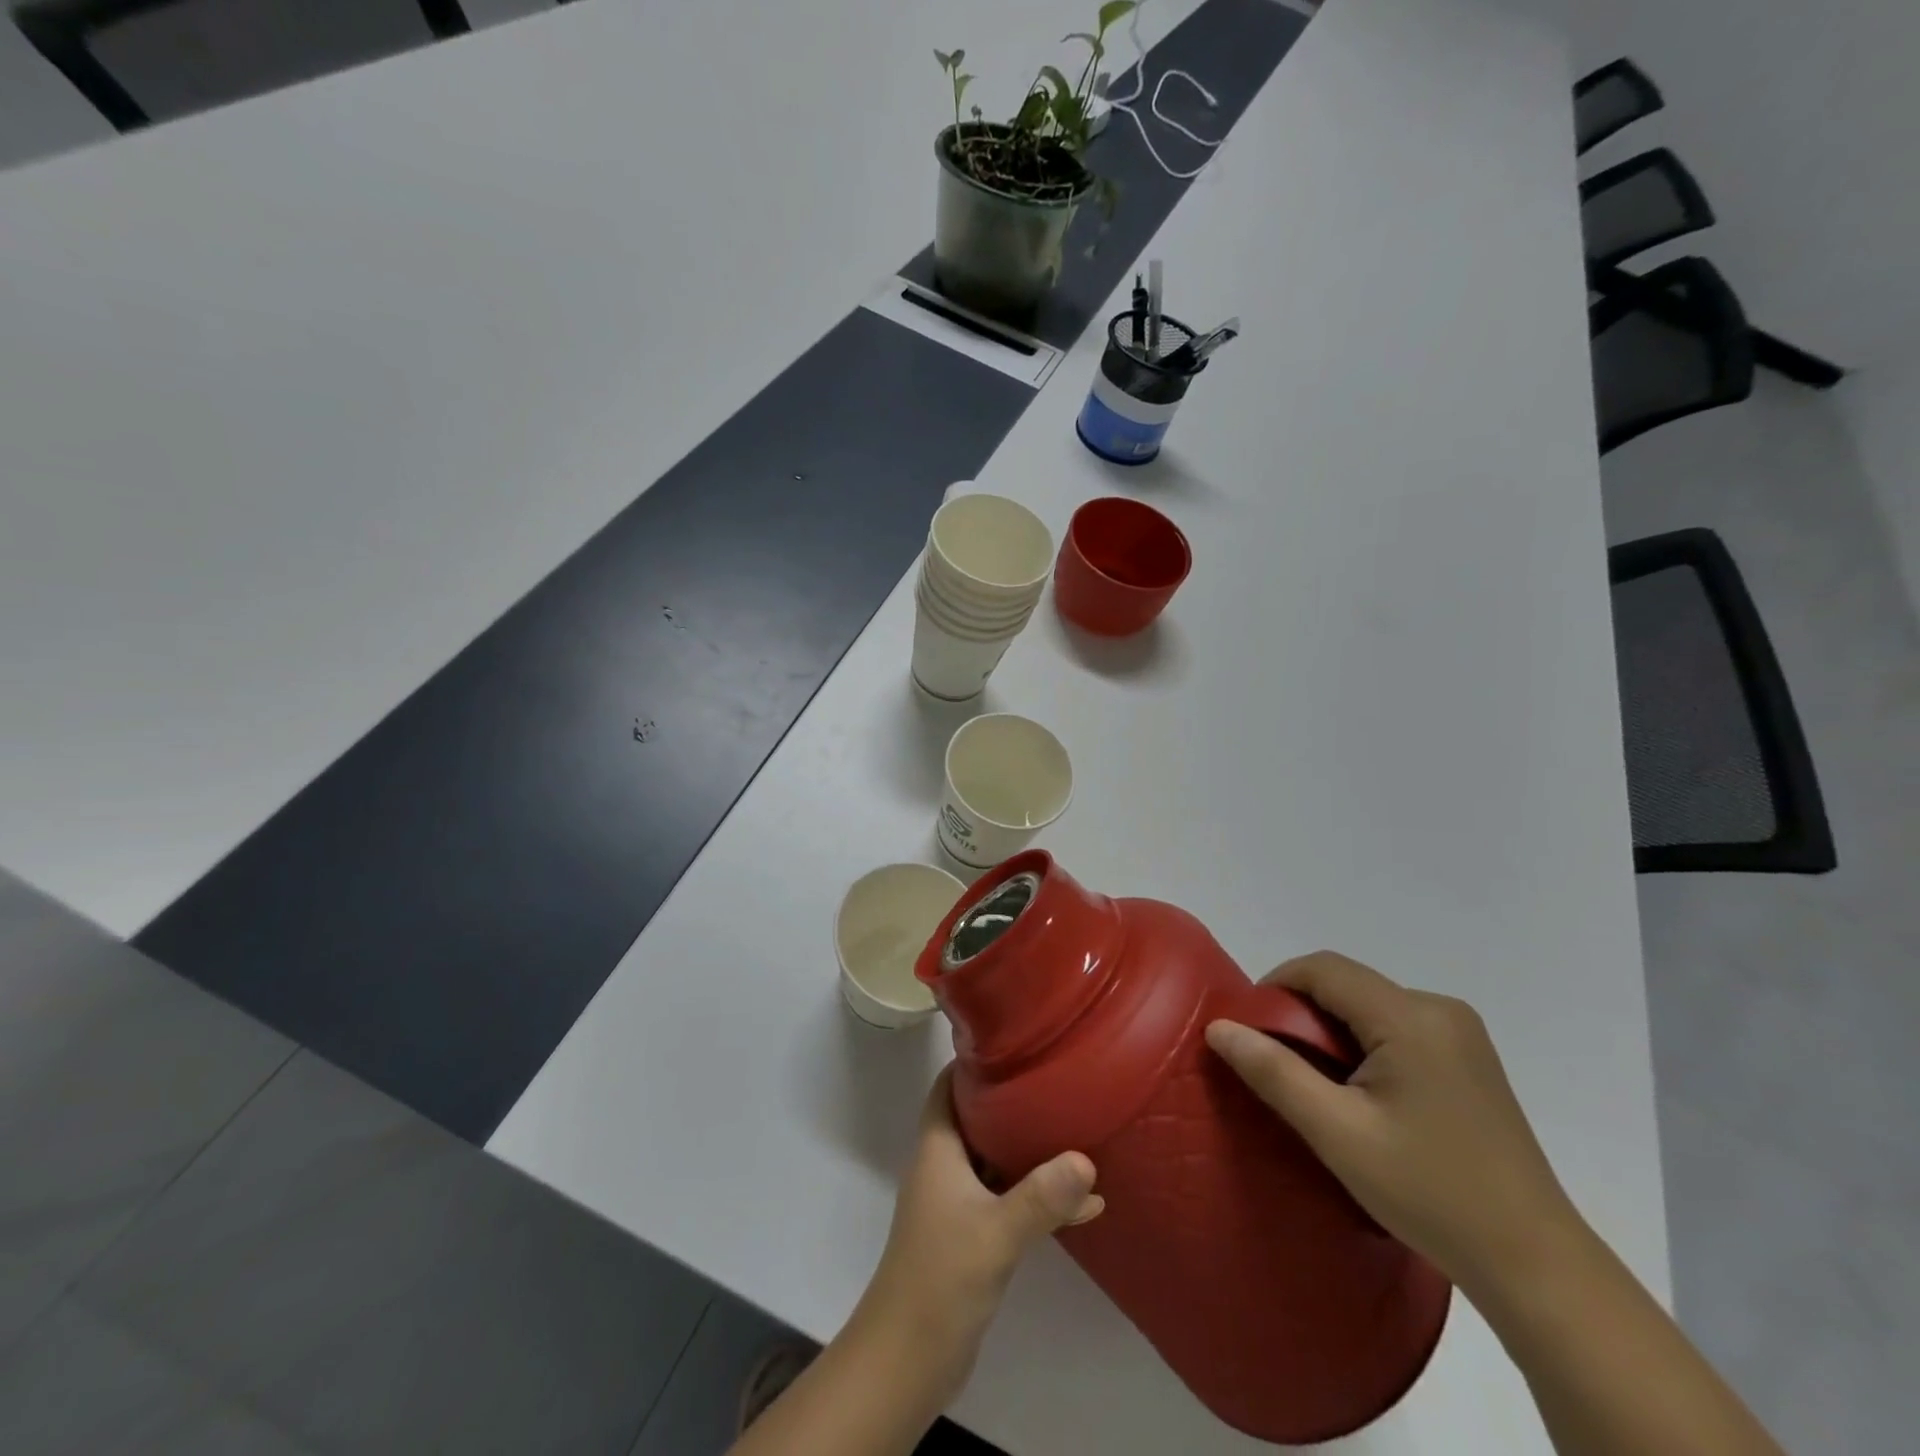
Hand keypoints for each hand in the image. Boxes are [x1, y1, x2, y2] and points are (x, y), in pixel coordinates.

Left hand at [854, 1068, 1103, 1397]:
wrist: (909, 1357)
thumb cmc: (942, 1276)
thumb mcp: (997, 1231)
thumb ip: (1041, 1195)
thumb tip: (1086, 1158)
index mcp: (938, 1147)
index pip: (949, 1084)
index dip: (976, 1061)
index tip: (1017, 1043)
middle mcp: (945, 1165)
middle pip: (979, 1117)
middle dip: (1016, 1100)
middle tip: (1059, 1080)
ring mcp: (958, 1201)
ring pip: (998, 1159)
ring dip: (1034, 1151)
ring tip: (1081, 1132)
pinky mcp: (972, 1234)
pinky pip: (1010, 1200)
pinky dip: (1040, 1197)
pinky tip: (1087, 1203)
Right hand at [1205, 952, 1580, 1300]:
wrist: (1535, 1264)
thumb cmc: (1430, 1193)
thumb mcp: (1337, 1133)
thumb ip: (1273, 1072)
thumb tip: (1219, 1028)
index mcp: (1411, 1017)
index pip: (1323, 969)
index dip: (1275, 986)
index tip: (1249, 1030)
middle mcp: (1439, 1009)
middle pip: (1346, 984)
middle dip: (1301, 1013)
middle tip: (1277, 1065)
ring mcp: (1460, 1033)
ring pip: (1369, 1005)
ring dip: (1331, 1031)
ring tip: (1316, 1086)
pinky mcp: (1468, 1057)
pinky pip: (1395, 1026)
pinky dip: (1362, 1044)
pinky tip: (1361, 1094)